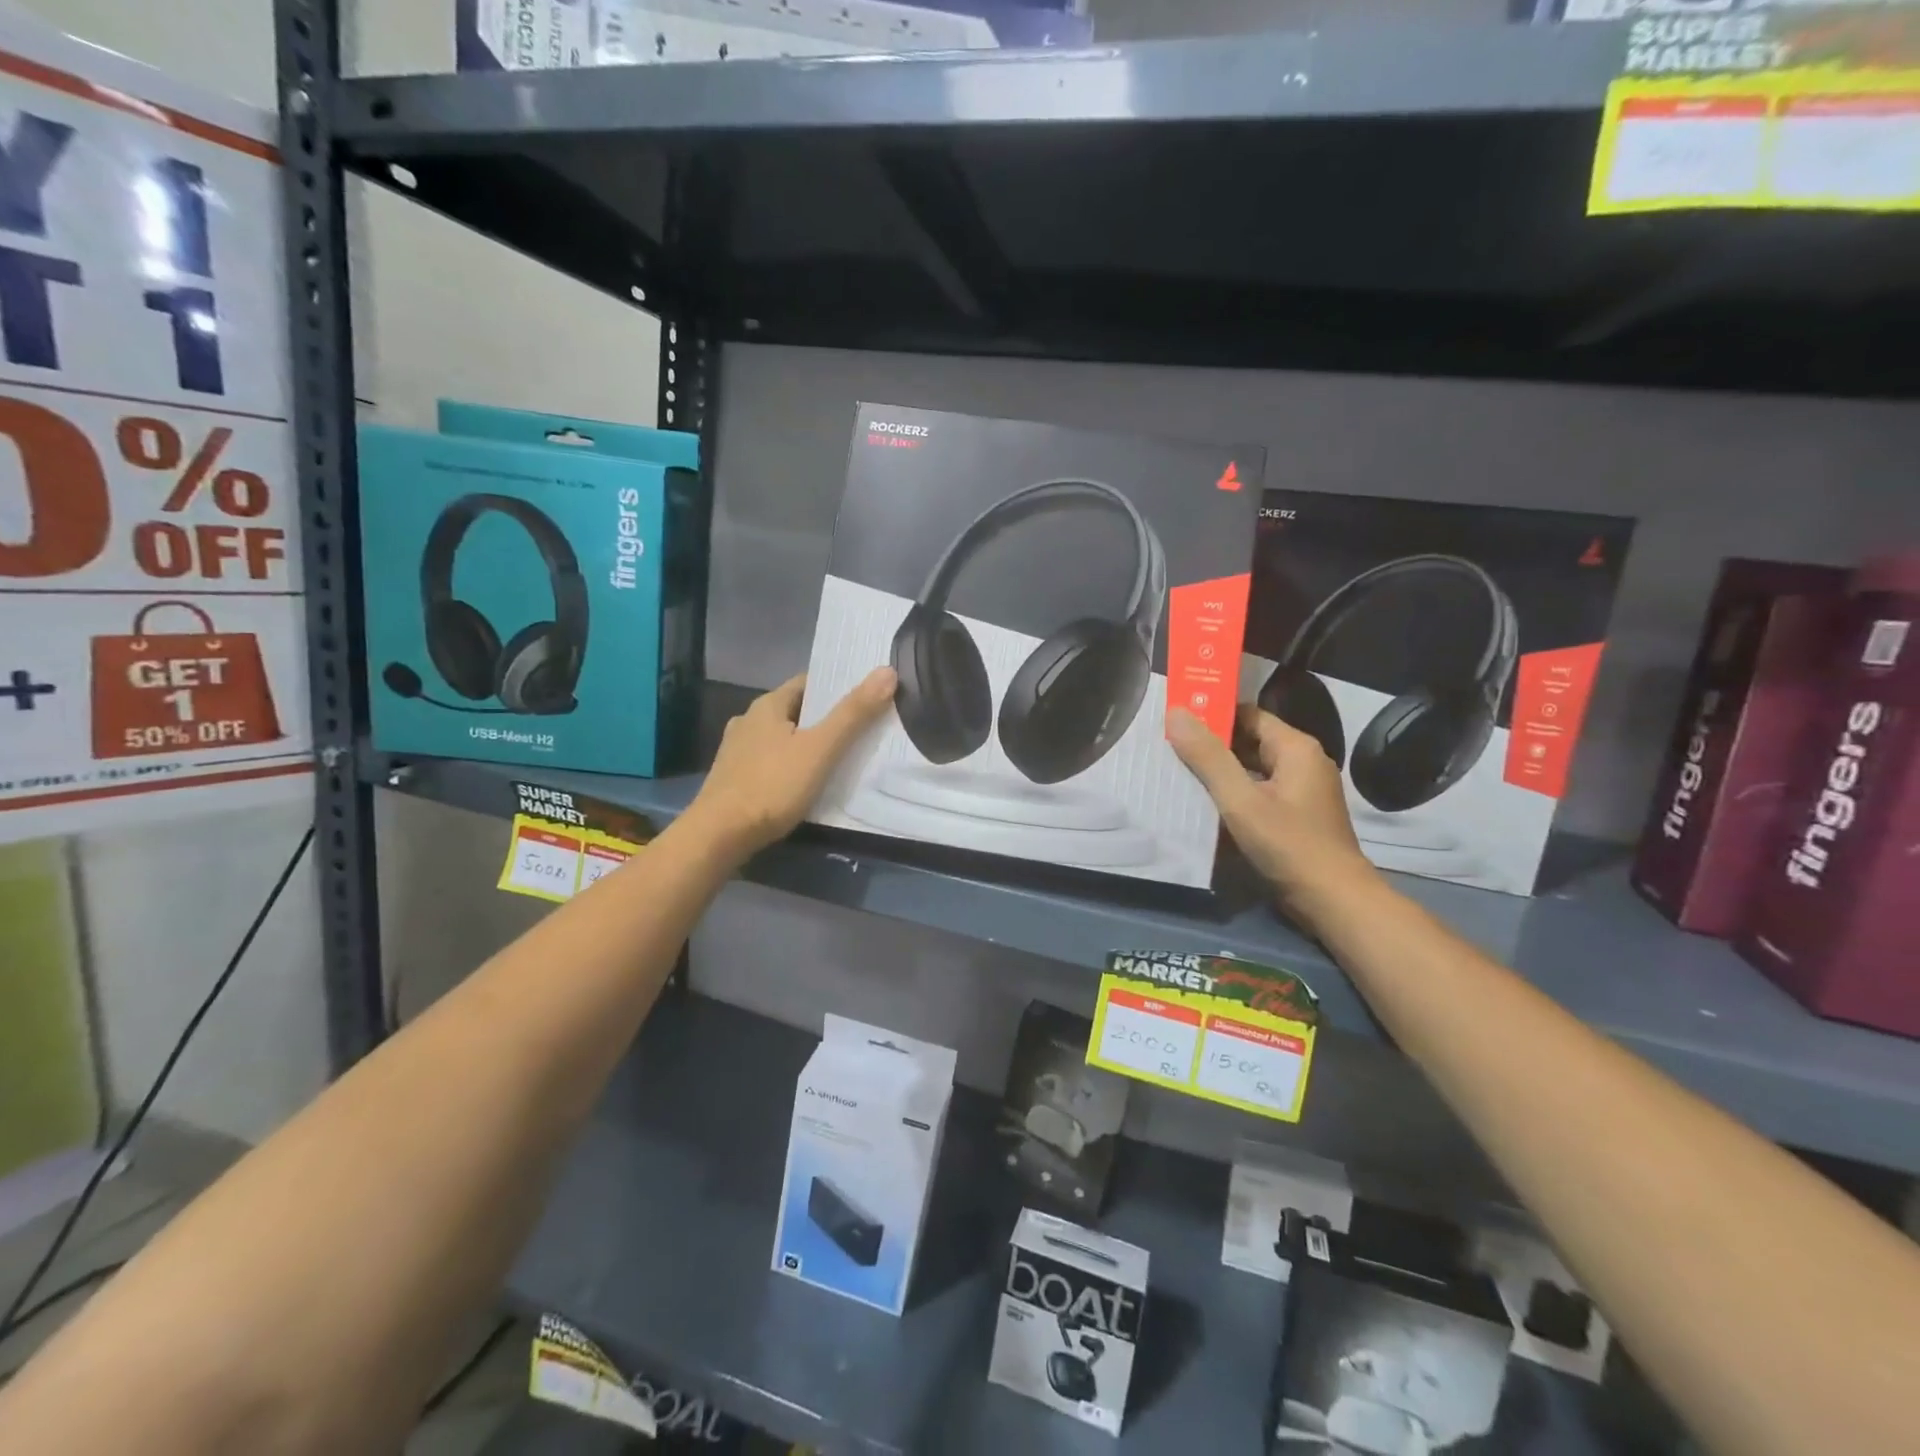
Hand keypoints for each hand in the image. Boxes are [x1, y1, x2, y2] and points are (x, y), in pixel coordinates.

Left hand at [687, 668, 896, 858]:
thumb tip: (887, 671)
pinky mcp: (734, 779)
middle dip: (826, 718)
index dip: (838, 687)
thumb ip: (853, 713)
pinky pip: (772, 762)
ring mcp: (737, 751)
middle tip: (863, 728)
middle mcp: (748, 721)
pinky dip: (792, 765)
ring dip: (808, 743)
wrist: (718, 836)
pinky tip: (807, 782)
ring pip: (783, 738)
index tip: (867, 696)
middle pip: (796, 710)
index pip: (809, 682)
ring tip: (840, 757)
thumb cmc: (771, 786)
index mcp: (767, 705)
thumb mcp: (819, 749)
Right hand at [1167, 703, 1377, 919]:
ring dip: (1220, 771)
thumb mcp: (1241, 800)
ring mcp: (1302, 790)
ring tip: (1178, 772)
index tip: (1175, 720)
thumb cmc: (1289, 845)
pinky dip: (1234, 793)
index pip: (1247, 714)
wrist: (1335, 902)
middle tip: (1168, 746)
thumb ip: (1208, 757)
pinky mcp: (1297, 815)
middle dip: (1211, 744)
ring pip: (1252, 768)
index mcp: (1295, 748)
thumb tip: (1176, 712)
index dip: (1211, 714)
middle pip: (1249, 740)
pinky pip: (1259, 791)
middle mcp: (1303, 762)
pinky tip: (1205, 803)